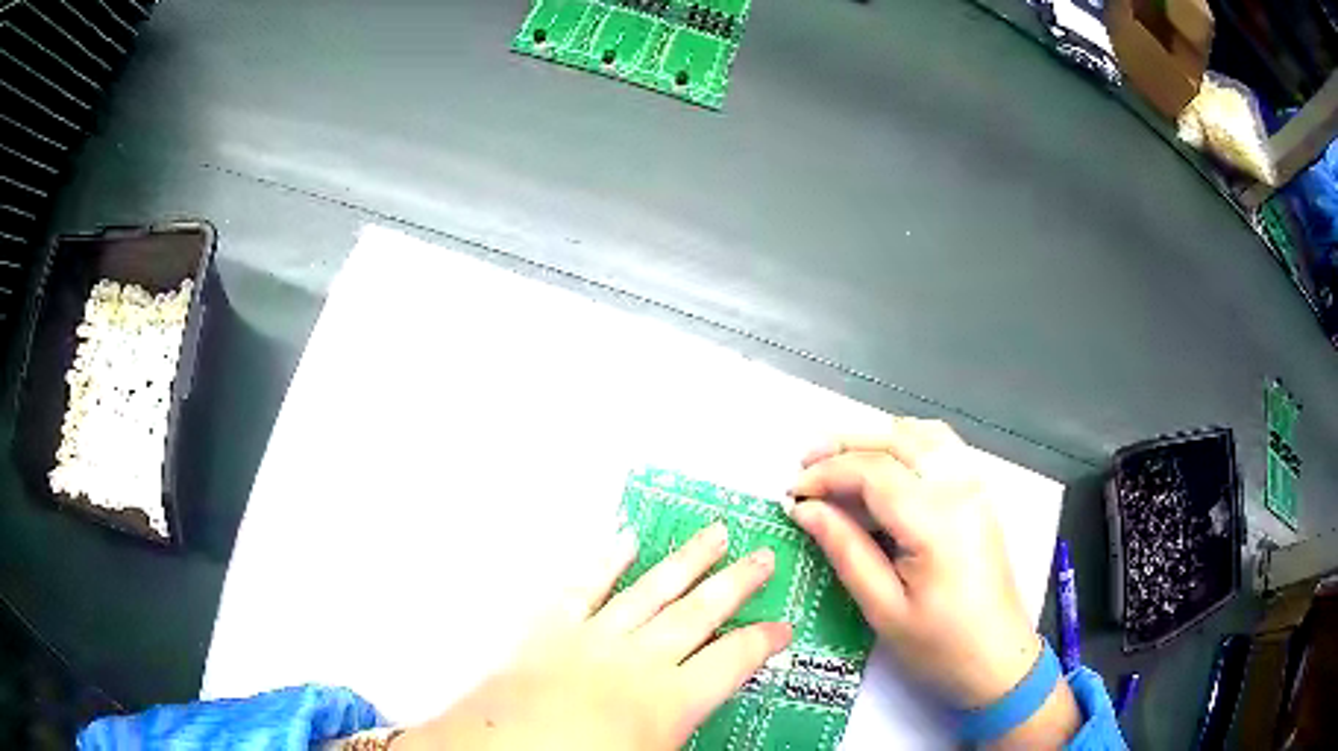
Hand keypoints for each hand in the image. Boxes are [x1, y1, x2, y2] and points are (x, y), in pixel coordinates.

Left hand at [396, 523, 791, 750]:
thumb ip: (681, 732)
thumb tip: (698, 723)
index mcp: (670, 699)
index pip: (734, 661)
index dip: (763, 641)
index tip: (782, 628)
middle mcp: (640, 659)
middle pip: (700, 613)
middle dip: (736, 583)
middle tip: (762, 556)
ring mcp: (595, 637)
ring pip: (652, 589)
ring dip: (687, 561)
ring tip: (714, 534)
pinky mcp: (552, 627)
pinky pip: (585, 586)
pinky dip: (605, 561)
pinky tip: (625, 540)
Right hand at [788, 418, 1079, 747]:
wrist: (998, 658)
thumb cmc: (939, 645)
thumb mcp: (883, 609)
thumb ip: (845, 550)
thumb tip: (805, 510)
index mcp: (935, 520)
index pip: (872, 471)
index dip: (826, 474)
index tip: (792, 493)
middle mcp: (959, 488)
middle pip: (896, 439)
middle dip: (844, 445)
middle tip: (804, 465)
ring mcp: (975, 486)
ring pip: (921, 433)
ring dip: (875, 438)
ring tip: (838, 461)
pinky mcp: (979, 494)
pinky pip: (941, 447)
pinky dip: (906, 442)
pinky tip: (884, 465)